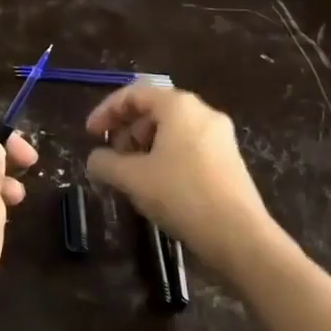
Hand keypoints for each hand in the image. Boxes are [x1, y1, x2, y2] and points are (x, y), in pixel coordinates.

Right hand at [86, 86, 277, 277]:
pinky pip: (189, 145)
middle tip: (112, 156)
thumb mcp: (133, 178)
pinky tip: (158, 185)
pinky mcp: (229, 159)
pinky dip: (166, 156)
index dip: (106, 111)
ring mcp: (220, 136)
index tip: (90, 135)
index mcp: (178, 106)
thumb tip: (95, 159)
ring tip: (132, 174)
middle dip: (127, 129)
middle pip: (154, 109)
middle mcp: (202, 112)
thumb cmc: (182, 195)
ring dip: (145, 145)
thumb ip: (106, 163)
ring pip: (172, 129)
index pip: (134, 94)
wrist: (240, 236)